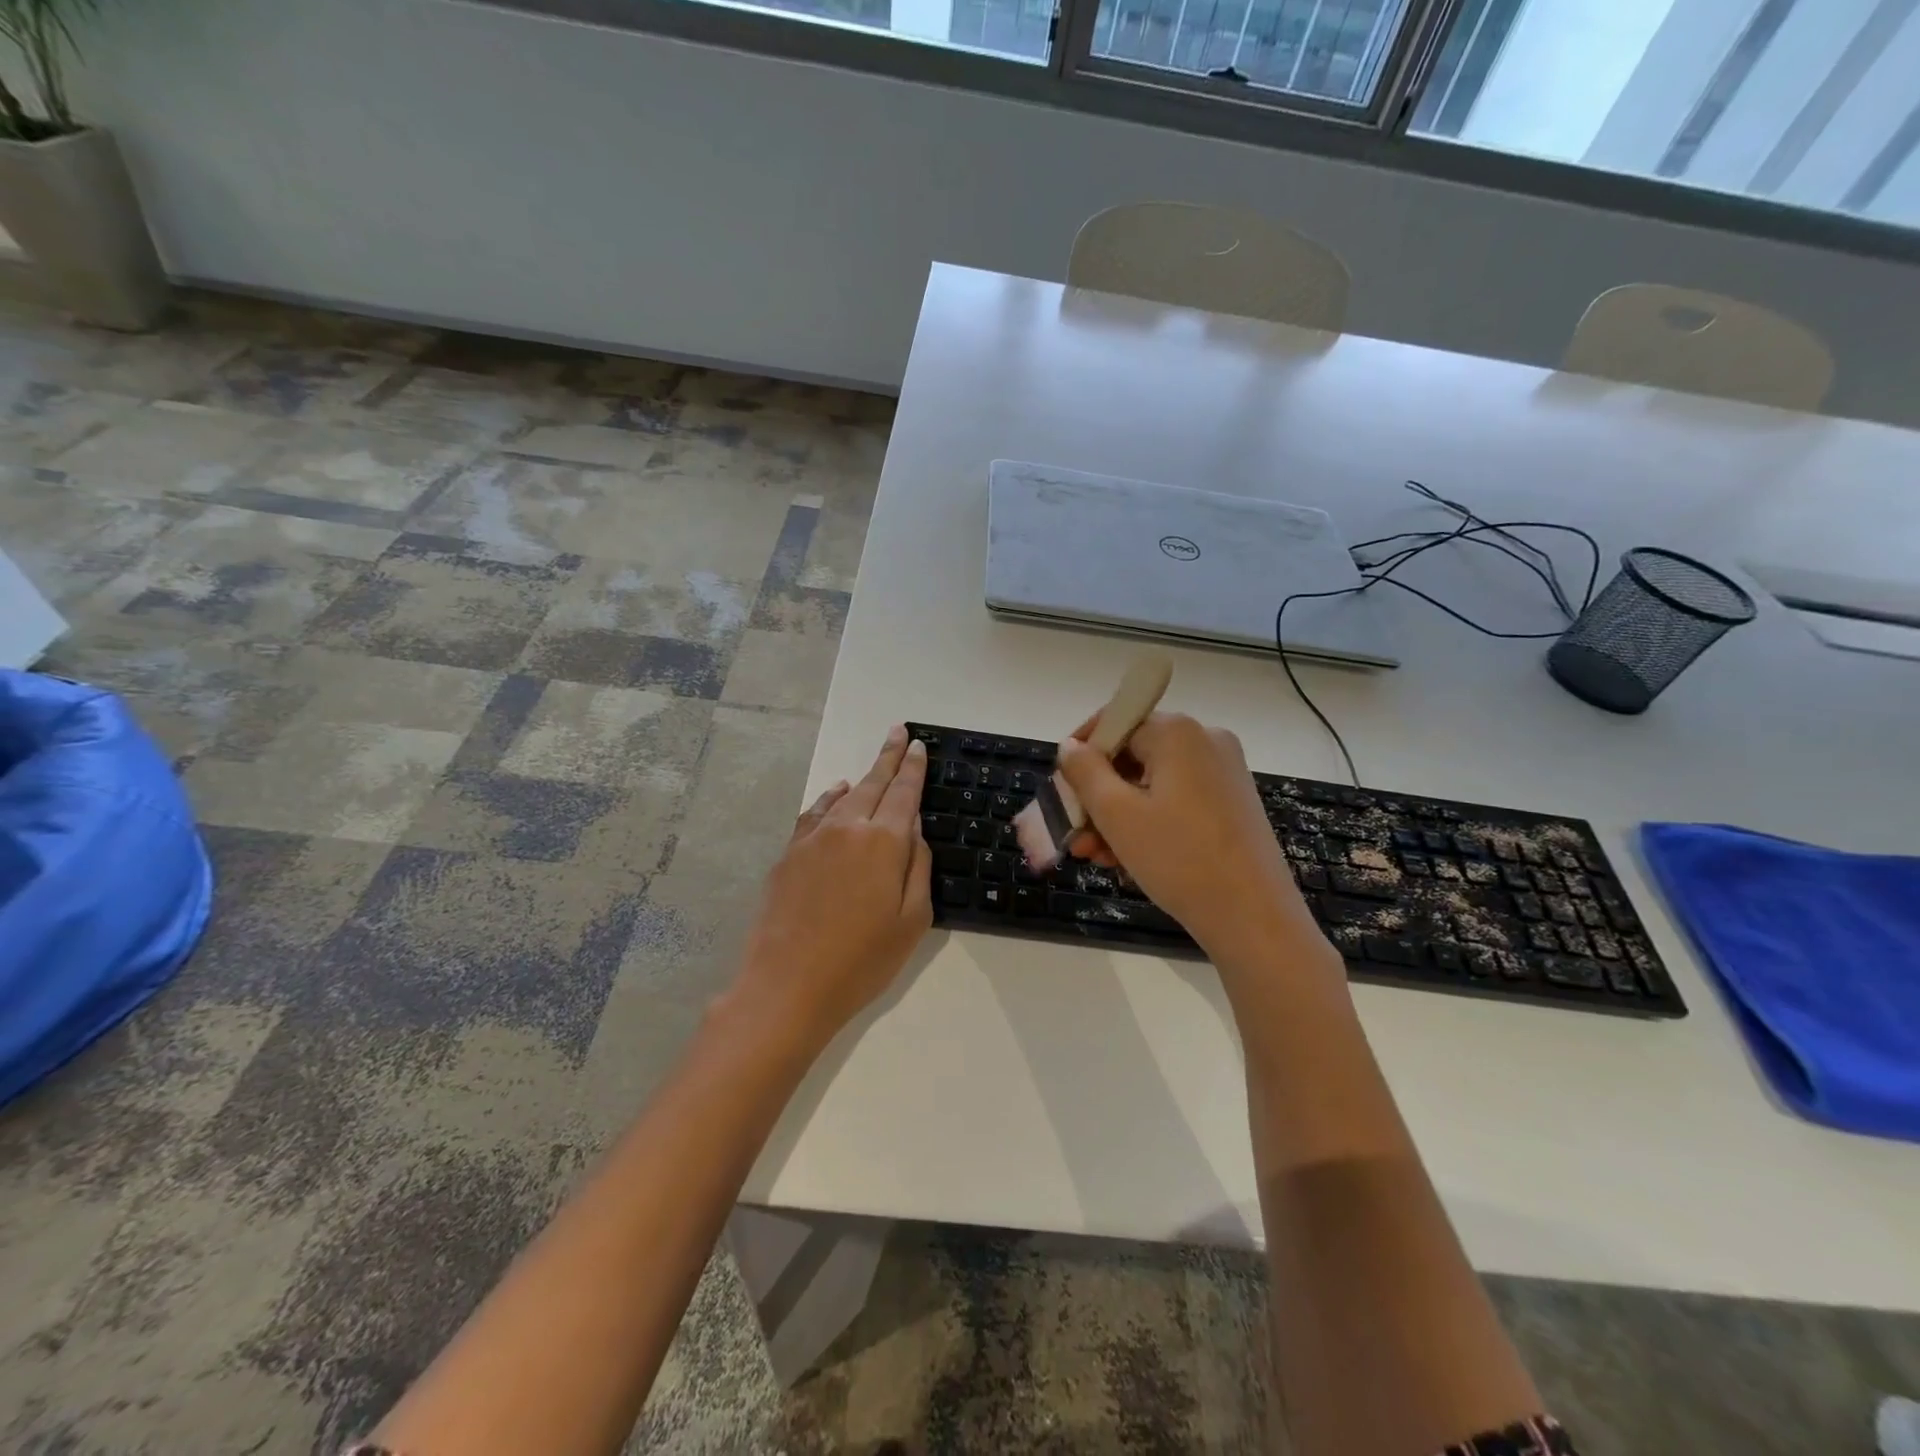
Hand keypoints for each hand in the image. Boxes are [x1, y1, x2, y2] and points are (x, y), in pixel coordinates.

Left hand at [733, 725, 932, 1045]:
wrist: (787, 985)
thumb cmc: (862, 960)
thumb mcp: (913, 920)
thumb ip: (918, 867)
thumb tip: (914, 830)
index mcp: (884, 842)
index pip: (904, 792)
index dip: (913, 767)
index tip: (918, 744)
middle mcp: (848, 828)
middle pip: (873, 783)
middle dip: (888, 756)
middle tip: (898, 732)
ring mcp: (813, 839)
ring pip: (842, 796)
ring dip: (861, 778)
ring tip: (874, 765)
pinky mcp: (789, 854)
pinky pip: (815, 814)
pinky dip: (830, 800)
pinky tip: (834, 796)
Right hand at [1056, 713, 1322, 964]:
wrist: (1254, 918)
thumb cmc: (1179, 859)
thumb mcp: (1117, 814)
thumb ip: (1085, 773)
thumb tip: (1069, 746)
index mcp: (1178, 732)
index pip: (1115, 722)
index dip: (1082, 752)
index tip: (1061, 787)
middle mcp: (1205, 741)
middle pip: (1133, 756)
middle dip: (1098, 796)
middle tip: (1074, 834)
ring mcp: (1223, 773)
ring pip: (1152, 784)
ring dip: (1118, 816)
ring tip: (1096, 857)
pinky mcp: (1232, 803)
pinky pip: (1176, 801)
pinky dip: (1148, 823)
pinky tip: (1127, 859)